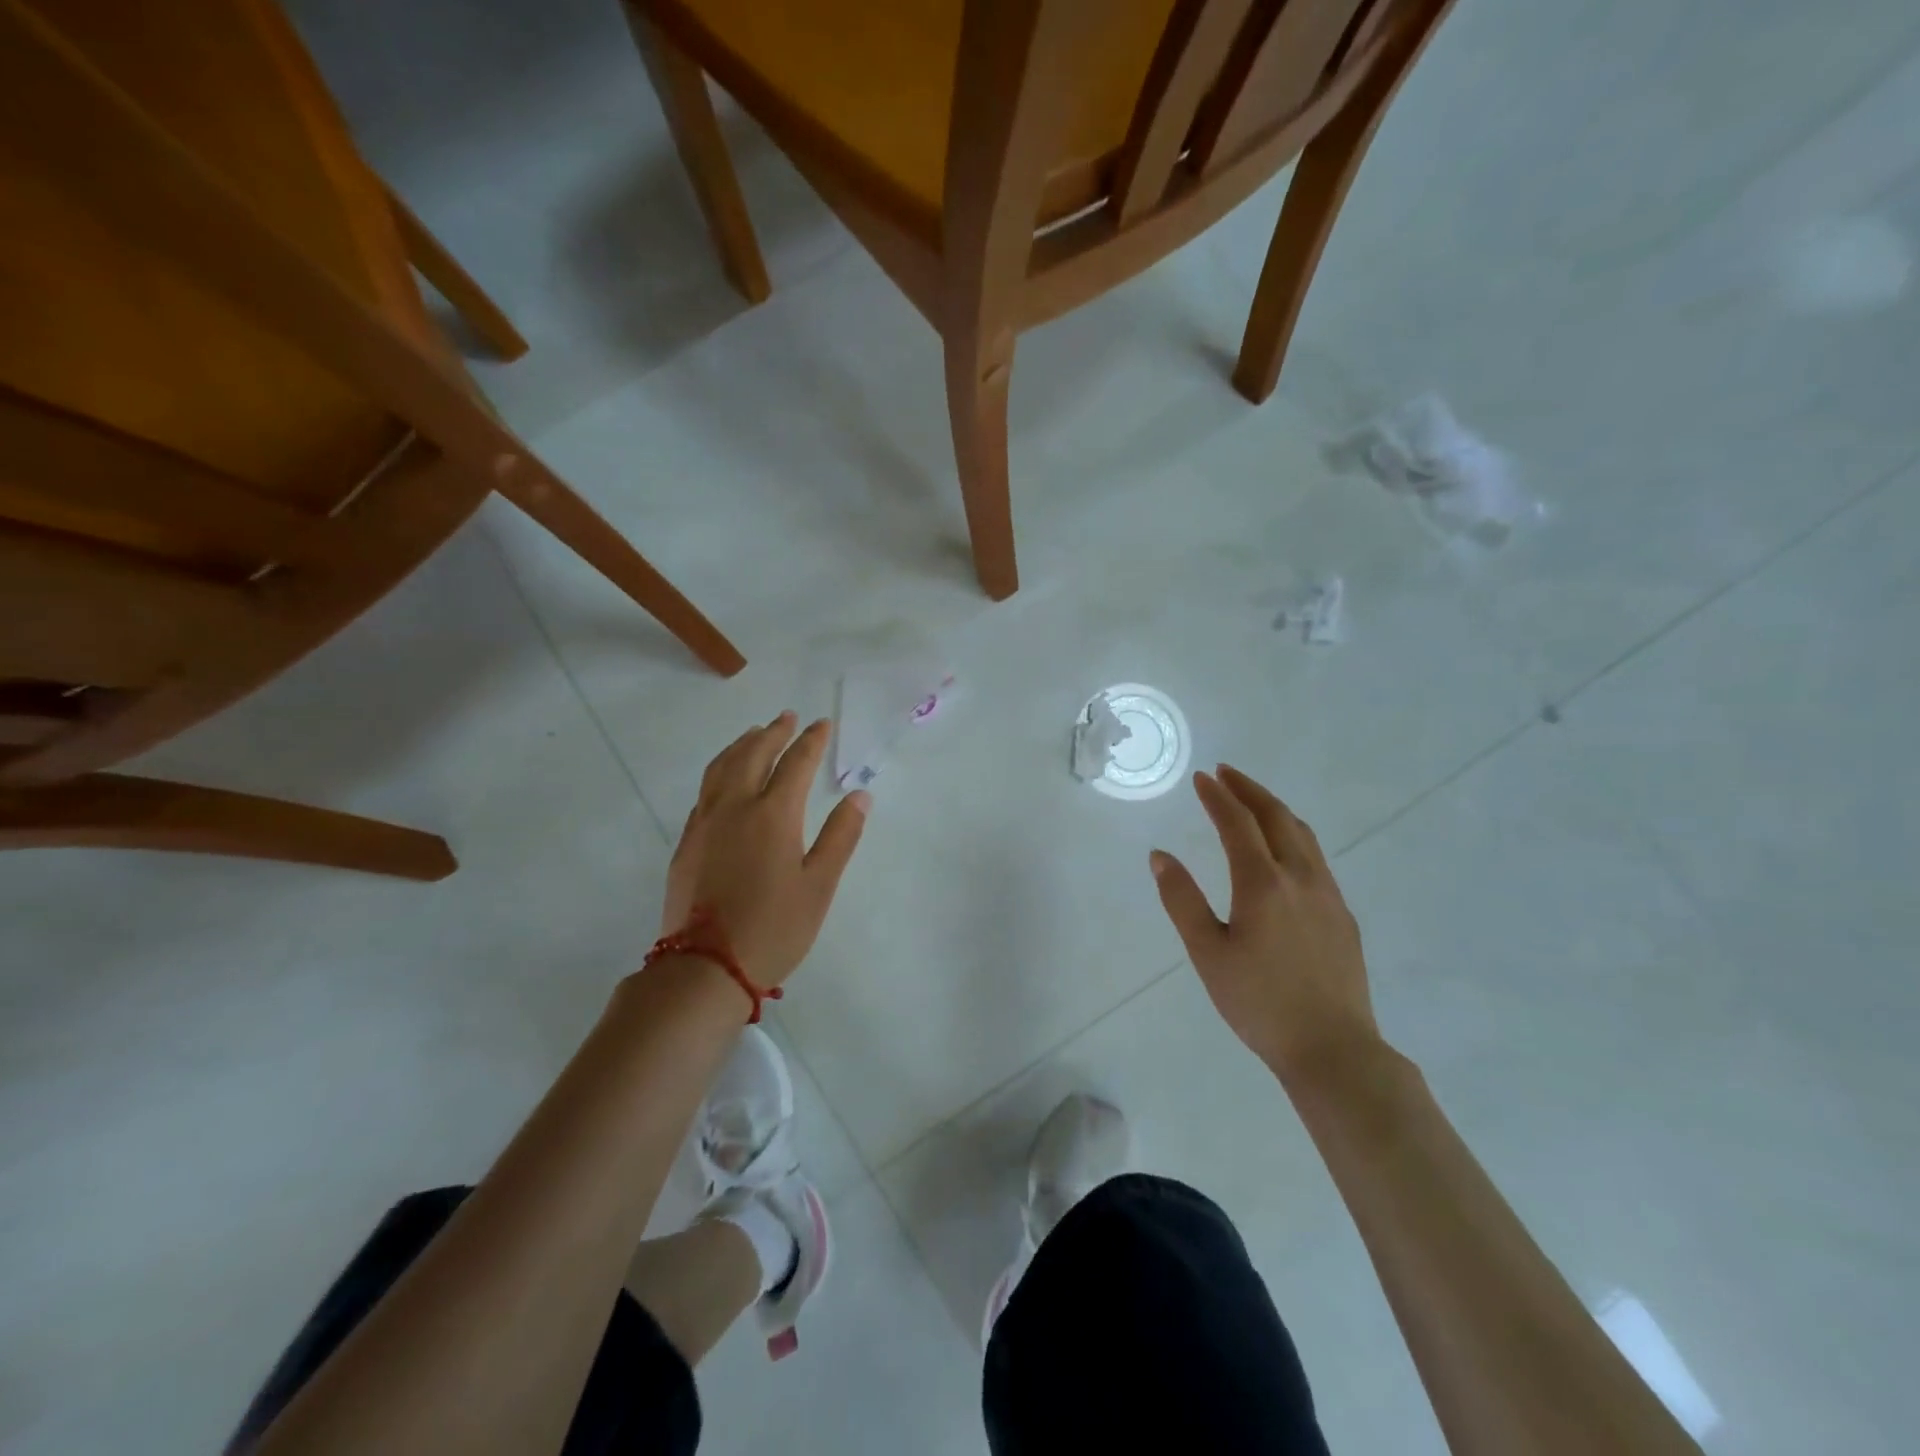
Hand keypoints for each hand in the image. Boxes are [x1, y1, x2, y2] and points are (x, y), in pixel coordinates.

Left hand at [661, 711, 869, 986]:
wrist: (705, 968)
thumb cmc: (774, 929)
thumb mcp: (819, 886)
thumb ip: (841, 836)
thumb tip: (860, 795)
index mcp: (773, 815)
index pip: (795, 763)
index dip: (811, 741)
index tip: (821, 724)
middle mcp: (735, 808)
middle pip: (753, 755)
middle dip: (773, 732)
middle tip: (787, 717)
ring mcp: (705, 823)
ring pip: (722, 768)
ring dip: (741, 745)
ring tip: (754, 733)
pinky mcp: (687, 842)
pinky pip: (705, 790)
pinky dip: (720, 770)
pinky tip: (725, 778)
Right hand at [1149, 766, 1380, 1081]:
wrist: (1333, 1048)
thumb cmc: (1259, 1002)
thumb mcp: (1207, 953)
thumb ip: (1181, 900)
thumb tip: (1159, 856)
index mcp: (1263, 883)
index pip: (1238, 823)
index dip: (1218, 797)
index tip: (1202, 777)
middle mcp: (1301, 877)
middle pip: (1276, 817)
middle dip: (1249, 790)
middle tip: (1226, 773)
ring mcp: (1328, 895)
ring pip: (1303, 834)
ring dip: (1275, 809)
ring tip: (1253, 801)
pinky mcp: (1343, 915)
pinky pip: (1316, 858)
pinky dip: (1293, 836)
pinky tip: (1284, 851)